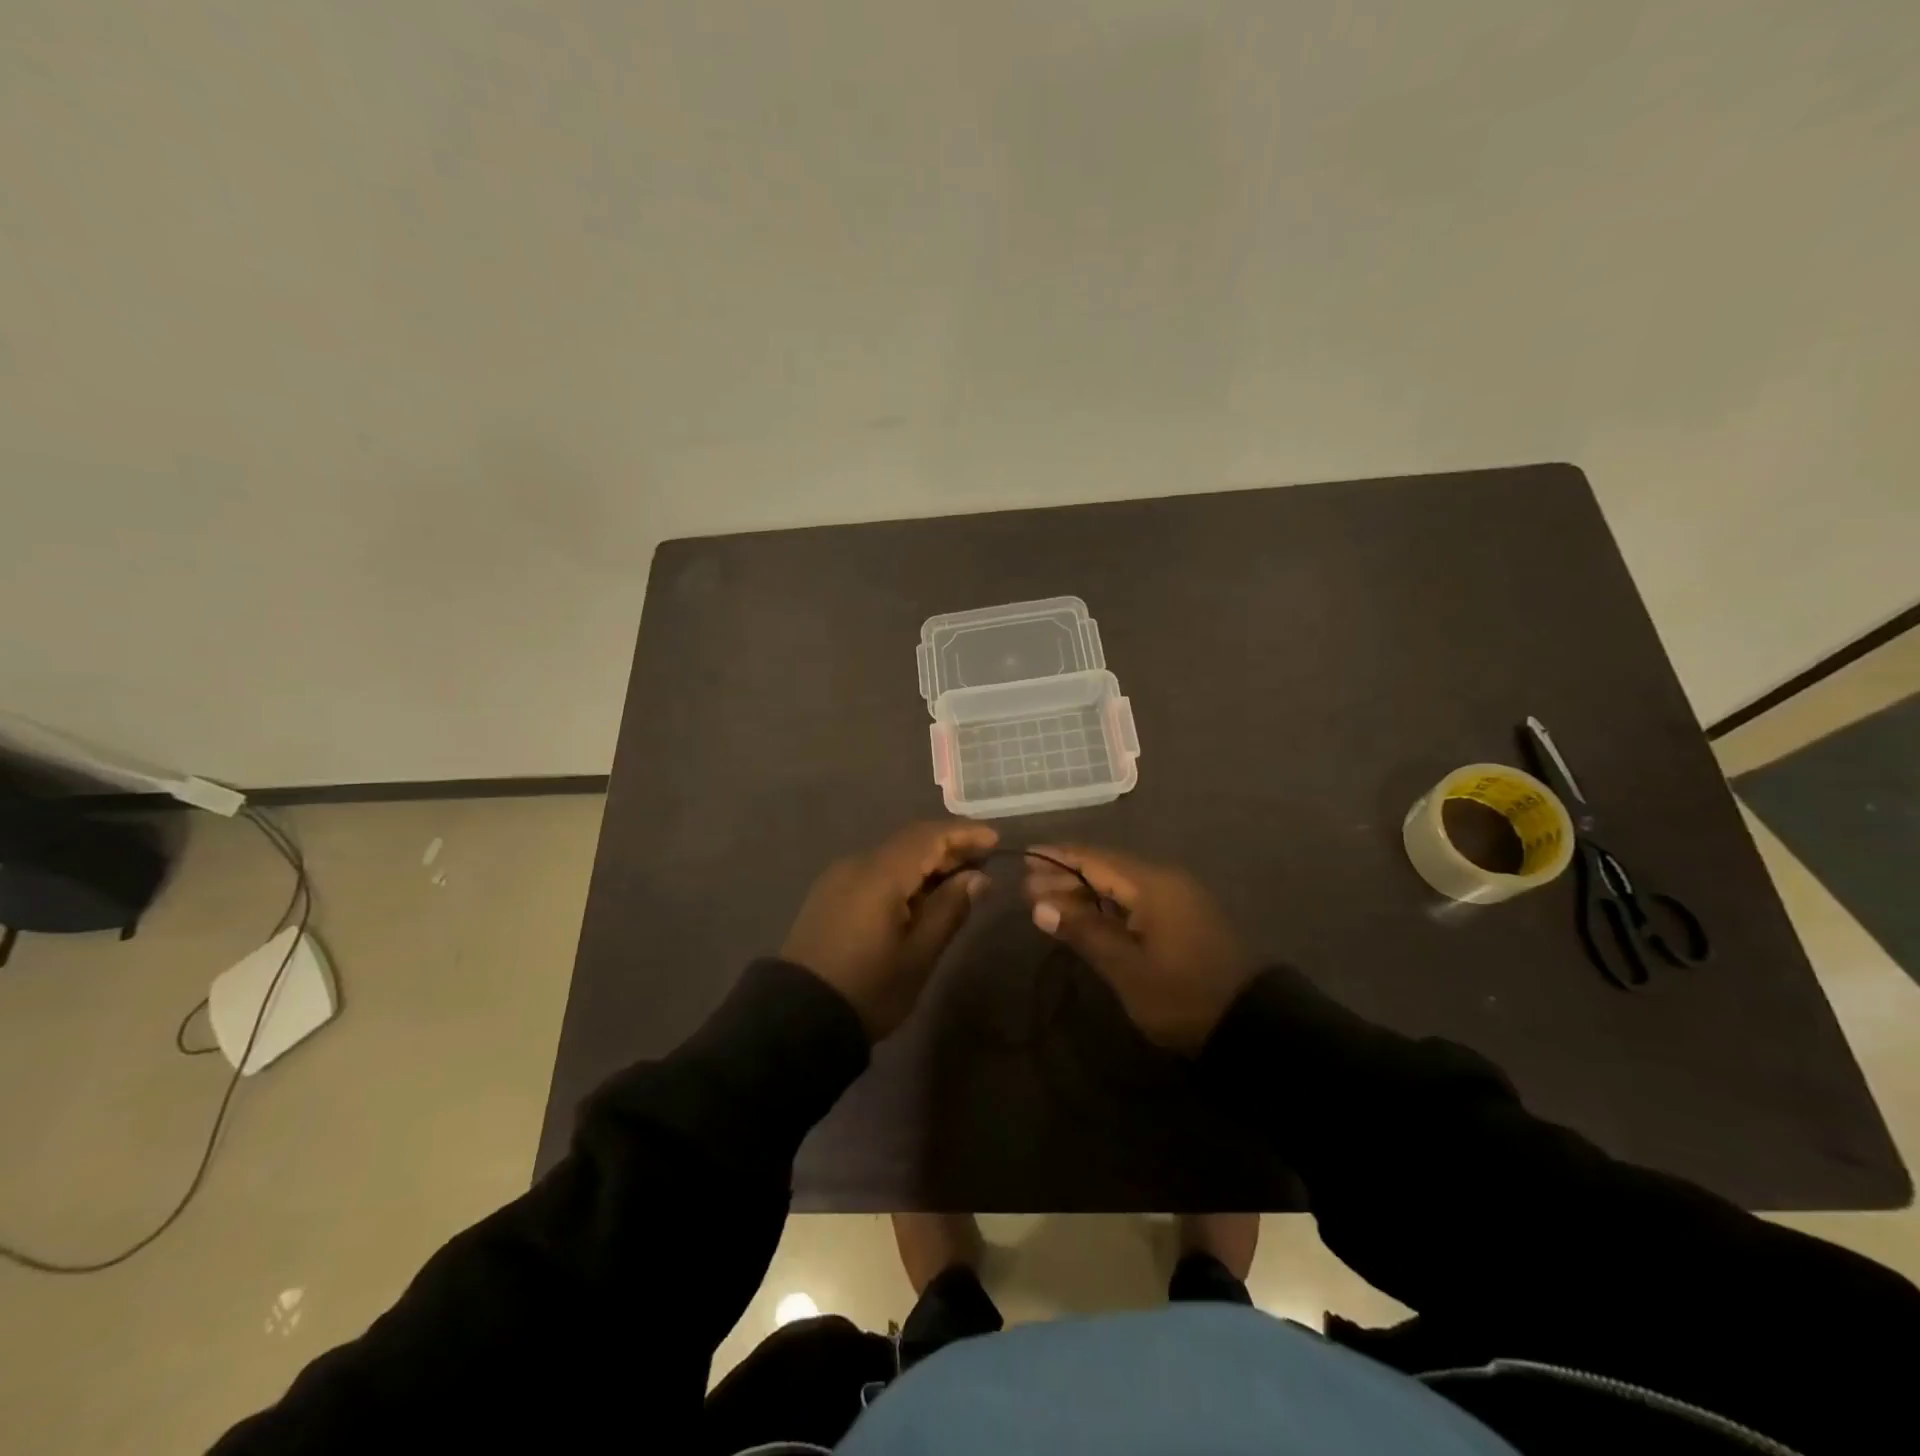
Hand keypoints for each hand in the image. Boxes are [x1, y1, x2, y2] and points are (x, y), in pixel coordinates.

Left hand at [782, 821, 997, 1038]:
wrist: (798, 1018)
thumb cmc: (868, 989)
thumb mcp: (918, 955)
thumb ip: (949, 909)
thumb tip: (977, 877)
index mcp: (880, 875)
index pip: (928, 836)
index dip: (964, 834)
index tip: (995, 840)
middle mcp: (857, 864)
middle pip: (909, 841)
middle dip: (948, 846)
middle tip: (984, 861)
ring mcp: (839, 877)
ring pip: (892, 855)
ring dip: (926, 861)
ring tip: (959, 879)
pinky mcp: (830, 894)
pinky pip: (875, 870)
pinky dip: (904, 874)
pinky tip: (921, 895)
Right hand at [1024, 845, 1254, 1054]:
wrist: (1250, 1026)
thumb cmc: (1181, 995)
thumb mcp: (1126, 967)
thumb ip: (1083, 931)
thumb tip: (1039, 906)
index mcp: (1152, 884)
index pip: (1095, 860)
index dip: (1058, 858)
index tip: (1025, 857)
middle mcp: (1165, 881)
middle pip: (1106, 869)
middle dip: (1066, 877)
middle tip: (1028, 891)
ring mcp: (1177, 899)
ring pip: (1120, 885)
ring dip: (1085, 893)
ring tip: (1048, 904)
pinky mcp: (1183, 918)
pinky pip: (1136, 900)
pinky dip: (1107, 905)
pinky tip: (1086, 917)